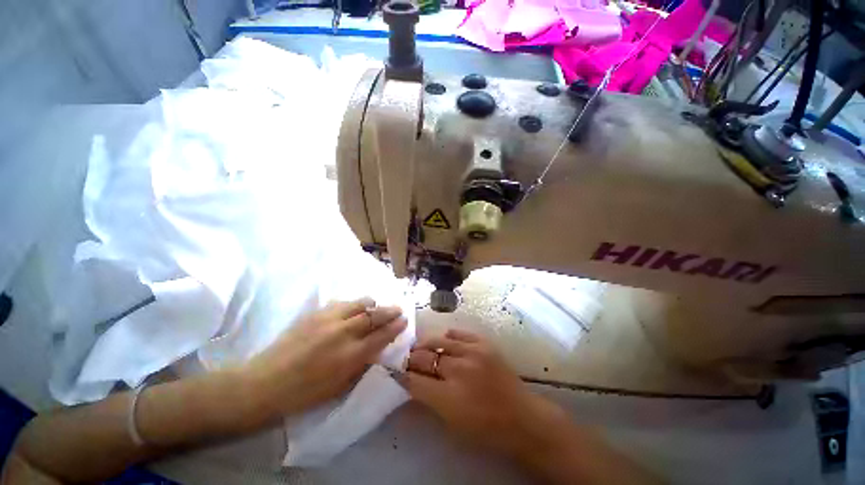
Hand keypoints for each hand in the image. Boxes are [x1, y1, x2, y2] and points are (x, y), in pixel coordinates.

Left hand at [242, 298, 406, 419]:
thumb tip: (376, 350)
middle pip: (374, 315)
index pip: (382, 335)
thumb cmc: (304, 394)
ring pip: (358, 303)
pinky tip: (353, 308)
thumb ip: (361, 365)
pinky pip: (341, 303)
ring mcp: (329, 320)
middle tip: (398, 308)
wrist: (264, 383)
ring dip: (371, 304)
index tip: (404, 320)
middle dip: (389, 310)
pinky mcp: (315, 314)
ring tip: (376, 305)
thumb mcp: (339, 386)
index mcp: (351, 355)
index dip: (395, 327)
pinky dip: (352, 304)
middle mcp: (343, 333)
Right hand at [401, 329, 572, 463]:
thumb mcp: (452, 421)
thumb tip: (412, 380)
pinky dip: (448, 336)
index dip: (404, 374)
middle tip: (408, 357)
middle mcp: (458, 371)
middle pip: (424, 358)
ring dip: (426, 344)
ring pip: (439, 341)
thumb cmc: (485, 428)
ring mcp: (473, 353)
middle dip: (412, 358)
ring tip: (421, 346)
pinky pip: (459, 333)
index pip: (415, 380)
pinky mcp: (484, 343)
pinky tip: (444, 339)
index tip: (398, 370)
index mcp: (448, 397)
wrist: (521, 417)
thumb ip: (429, 398)